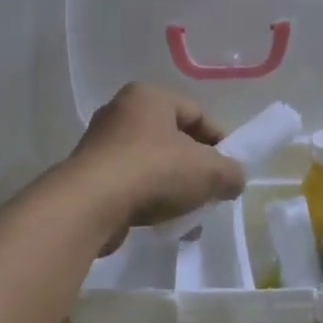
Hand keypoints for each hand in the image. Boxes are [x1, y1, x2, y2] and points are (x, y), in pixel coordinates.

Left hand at [68, 82, 246, 251]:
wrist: (90, 205)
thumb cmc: (153, 171)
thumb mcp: (208, 170)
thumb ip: (231, 172)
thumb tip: (234, 180)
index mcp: (149, 97)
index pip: (196, 113)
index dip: (219, 141)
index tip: (230, 170)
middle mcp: (121, 112)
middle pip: (172, 139)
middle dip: (195, 168)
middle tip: (210, 192)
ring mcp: (101, 144)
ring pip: (151, 165)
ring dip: (174, 189)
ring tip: (189, 217)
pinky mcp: (89, 175)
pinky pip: (130, 184)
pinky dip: (149, 200)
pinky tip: (163, 225)